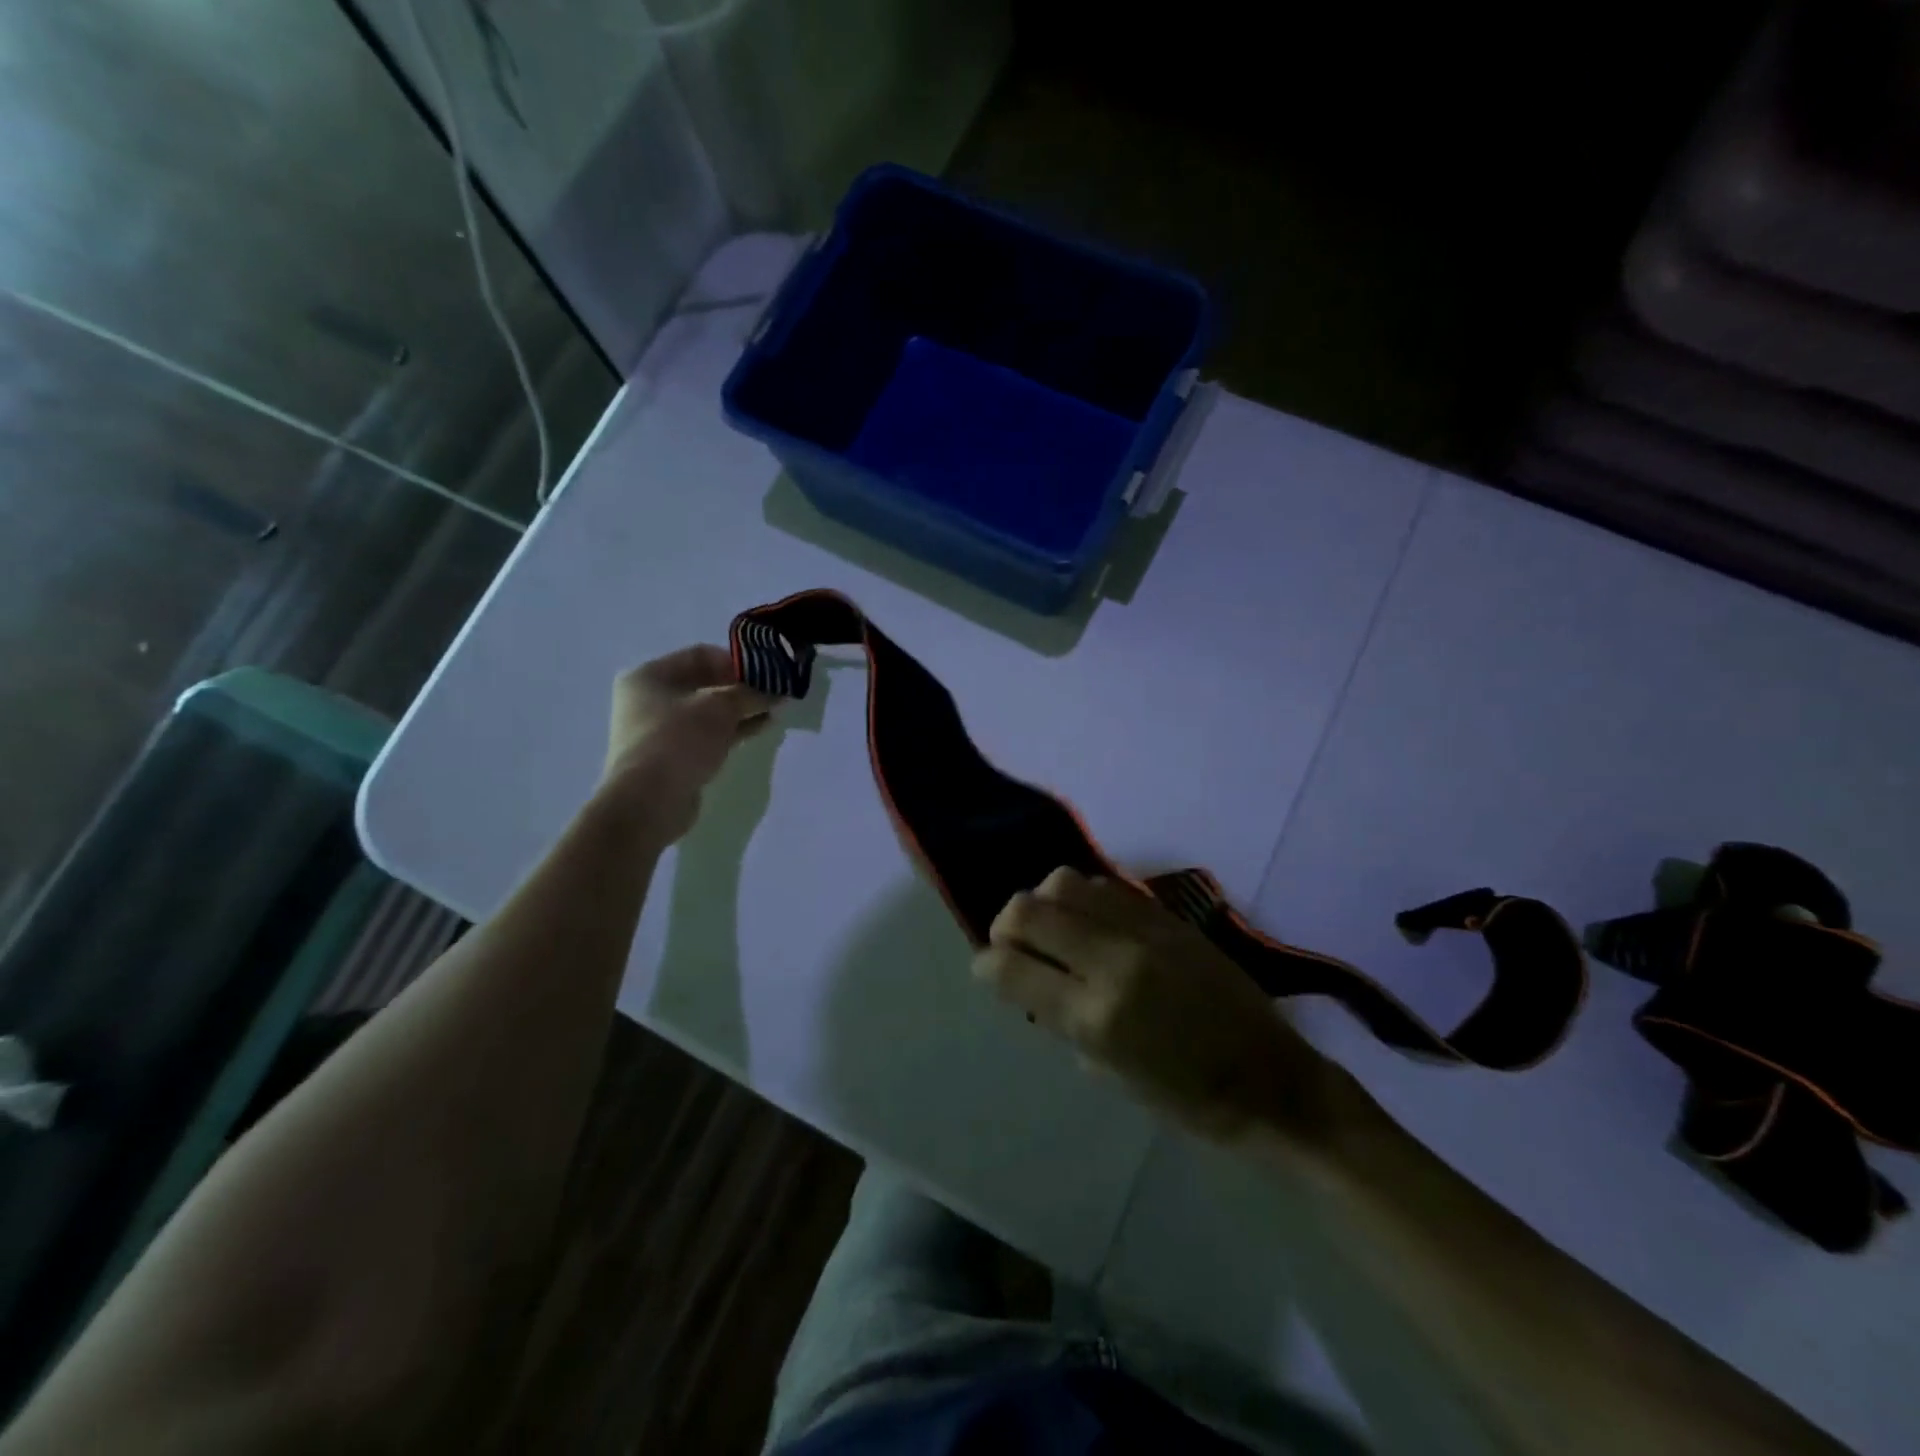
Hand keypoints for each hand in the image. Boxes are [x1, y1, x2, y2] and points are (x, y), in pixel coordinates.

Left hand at [599, 645, 773, 846]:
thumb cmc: (679, 740)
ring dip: (740, 710)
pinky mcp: (672, 755)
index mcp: (650, 674)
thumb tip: (776, 693)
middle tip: (774, 694)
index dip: (737, 661)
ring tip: (774, 712)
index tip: (767, 673)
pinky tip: (760, 729)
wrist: (648, 801)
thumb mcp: (720, 707)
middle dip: (742, 688)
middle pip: (705, 683)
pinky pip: (707, 734)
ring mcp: (659, 729)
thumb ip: (750, 694)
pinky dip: (731, 730)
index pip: (701, 655)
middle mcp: (650, 698)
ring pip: (708, 711)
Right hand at [974, 867, 1346, 1151]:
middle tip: (1011, 943)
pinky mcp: (1168, 917)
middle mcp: (1112, 962)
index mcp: (1094, 1017)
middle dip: (1005, 925)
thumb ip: (1063, 1021)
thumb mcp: (1110, 1074)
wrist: (1270, 1080)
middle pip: (1028, 911)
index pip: (1010, 969)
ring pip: (1064, 883)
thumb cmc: (1186, 1099)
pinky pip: (1107, 886)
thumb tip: (1034, 984)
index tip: (985, 967)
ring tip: (1053, 926)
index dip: (985, 964)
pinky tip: (1091, 919)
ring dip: (1044, 902)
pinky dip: (1084, 897)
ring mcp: (1143, 931)